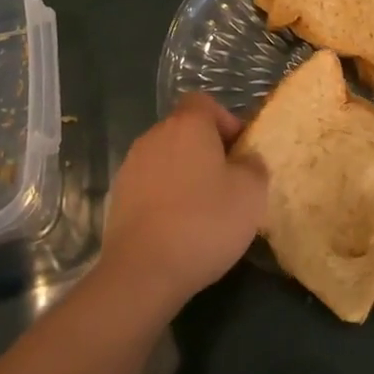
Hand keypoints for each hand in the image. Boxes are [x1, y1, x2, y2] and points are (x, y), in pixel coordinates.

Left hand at [100, 94, 267, 310]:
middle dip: (207, 150)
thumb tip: (246, 159)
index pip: (205, 102)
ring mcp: (132, 166)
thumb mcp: (251, 193)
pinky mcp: (118, 197)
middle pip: (185, 130)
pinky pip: (150, 184)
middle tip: (228, 184)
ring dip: (185, 174)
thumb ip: (254, 166)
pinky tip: (178, 228)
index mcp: (188, 124)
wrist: (142, 272)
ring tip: (203, 211)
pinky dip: (165, 197)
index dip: (226, 121)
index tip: (240, 152)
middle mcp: (155, 135)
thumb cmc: (204, 222)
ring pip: (167, 158)